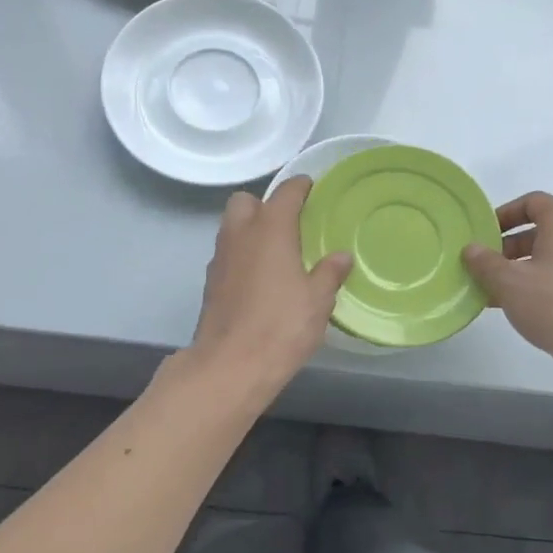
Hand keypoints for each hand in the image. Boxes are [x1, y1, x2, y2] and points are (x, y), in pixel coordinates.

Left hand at [189, 176, 352, 392]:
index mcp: (270, 229)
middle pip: (245, 201)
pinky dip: (242, 256)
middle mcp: (240, 235)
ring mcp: (220, 258)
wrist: (230, 365)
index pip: (285, 192)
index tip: (312, 188)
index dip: (300, 187)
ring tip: (277, 251)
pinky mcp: (210, 283)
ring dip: (251, 230)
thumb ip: (329, 273)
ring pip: (232, 228)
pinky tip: (260, 278)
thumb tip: (341, 256)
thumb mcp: (318, 300)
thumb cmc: (281, 325)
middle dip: (264, 204)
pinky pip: (228, 254)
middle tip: (289, 224)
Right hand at [464, 192, 552, 380]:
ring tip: (492, 288)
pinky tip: (514, 307)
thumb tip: (471, 249)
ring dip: (519, 268)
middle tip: (484, 263)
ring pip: (549, 258)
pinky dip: (536, 285)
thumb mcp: (508, 281)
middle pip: (541, 230)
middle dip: (508, 245)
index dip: (506, 213)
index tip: (485, 232)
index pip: (534, 202)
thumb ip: (485, 262)